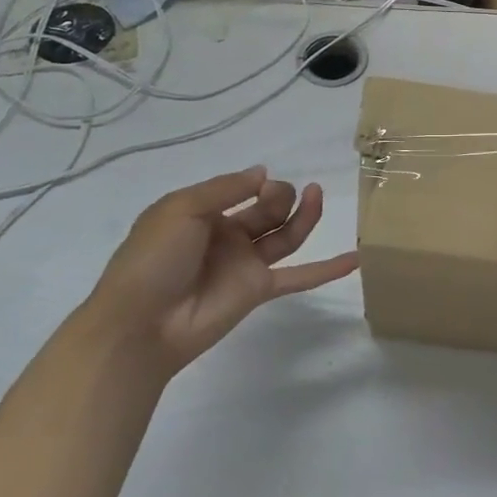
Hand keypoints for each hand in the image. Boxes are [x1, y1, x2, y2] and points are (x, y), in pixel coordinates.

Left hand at [82, 169, 357, 375]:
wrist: (140, 323)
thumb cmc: (153, 259)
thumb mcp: (181, 209)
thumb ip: (225, 189)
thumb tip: (264, 173)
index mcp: (204, 214)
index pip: (241, 189)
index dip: (257, 182)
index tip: (260, 183)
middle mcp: (228, 236)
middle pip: (269, 209)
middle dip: (280, 195)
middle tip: (281, 195)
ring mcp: (246, 264)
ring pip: (286, 236)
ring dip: (305, 215)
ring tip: (317, 195)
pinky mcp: (259, 290)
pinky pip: (299, 277)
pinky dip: (327, 269)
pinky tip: (355, 258)